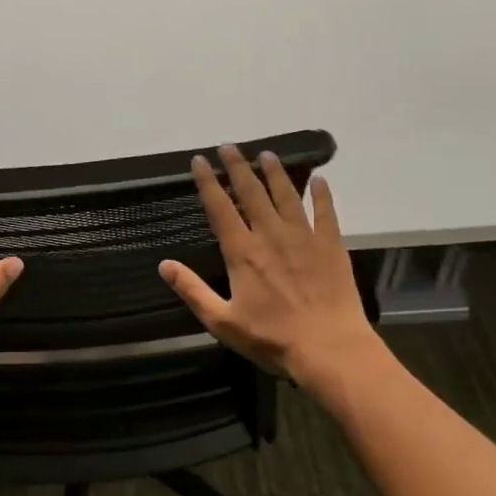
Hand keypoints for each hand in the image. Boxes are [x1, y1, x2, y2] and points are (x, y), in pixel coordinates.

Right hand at [159, 145, 380, 391]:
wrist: (329, 349)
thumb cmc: (272, 339)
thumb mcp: (222, 322)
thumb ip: (192, 291)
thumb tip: (164, 265)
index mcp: (242, 252)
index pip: (220, 207)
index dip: (207, 182)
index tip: (200, 160)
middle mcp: (271, 235)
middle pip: (252, 192)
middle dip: (238, 166)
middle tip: (230, 146)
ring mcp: (304, 237)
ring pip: (287, 195)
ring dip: (276, 173)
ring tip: (267, 154)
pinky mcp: (331, 245)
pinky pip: (326, 212)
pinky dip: (322, 194)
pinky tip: (319, 179)